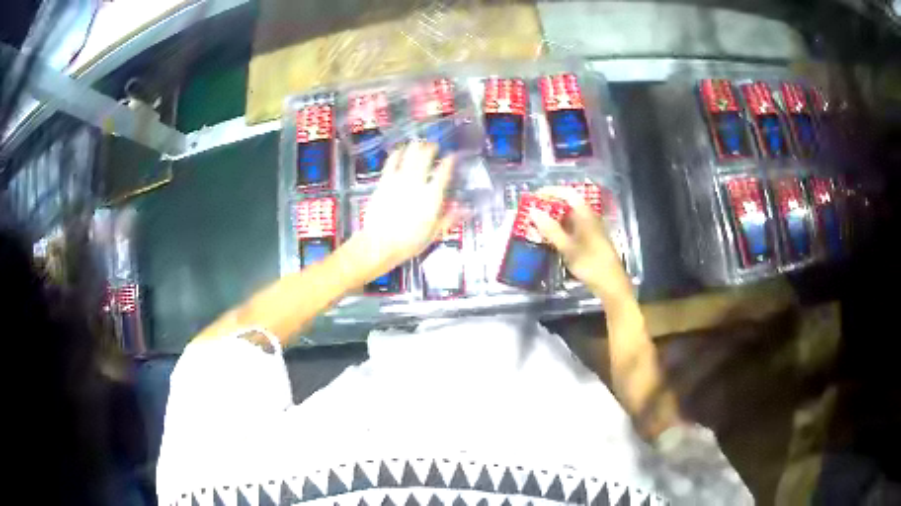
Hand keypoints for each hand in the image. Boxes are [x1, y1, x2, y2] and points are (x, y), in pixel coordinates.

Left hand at [354, 142, 455, 273]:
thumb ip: (449, 218)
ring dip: (416, 147)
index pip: (444, 172)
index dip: (449, 161)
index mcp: (432, 197)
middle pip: (425, 158)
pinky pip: (391, 162)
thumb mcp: (433, 233)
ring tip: (419, 143)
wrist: (379, 244)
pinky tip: (400, 150)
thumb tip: (466, 209)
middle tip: (434, 146)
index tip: (452, 155)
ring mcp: (399, 180)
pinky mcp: (384, 182)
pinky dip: (397, 154)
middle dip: (431, 149)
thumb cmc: (409, 243)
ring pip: (409, 156)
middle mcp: (417, 184)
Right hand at [528, 187, 631, 300]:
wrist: (611, 284)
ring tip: (536, 225)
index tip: (533, 197)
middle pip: (568, 204)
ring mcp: (590, 229)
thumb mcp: (568, 247)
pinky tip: (550, 238)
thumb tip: (533, 211)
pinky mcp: (590, 240)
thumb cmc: (590, 264)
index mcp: (585, 214)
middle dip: (549, 206)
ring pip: (569, 217)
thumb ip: (550, 229)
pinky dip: (559, 230)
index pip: (567, 193)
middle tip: (532, 212)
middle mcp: (589, 217)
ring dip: (553, 219)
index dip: (550, 191)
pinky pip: (572, 228)